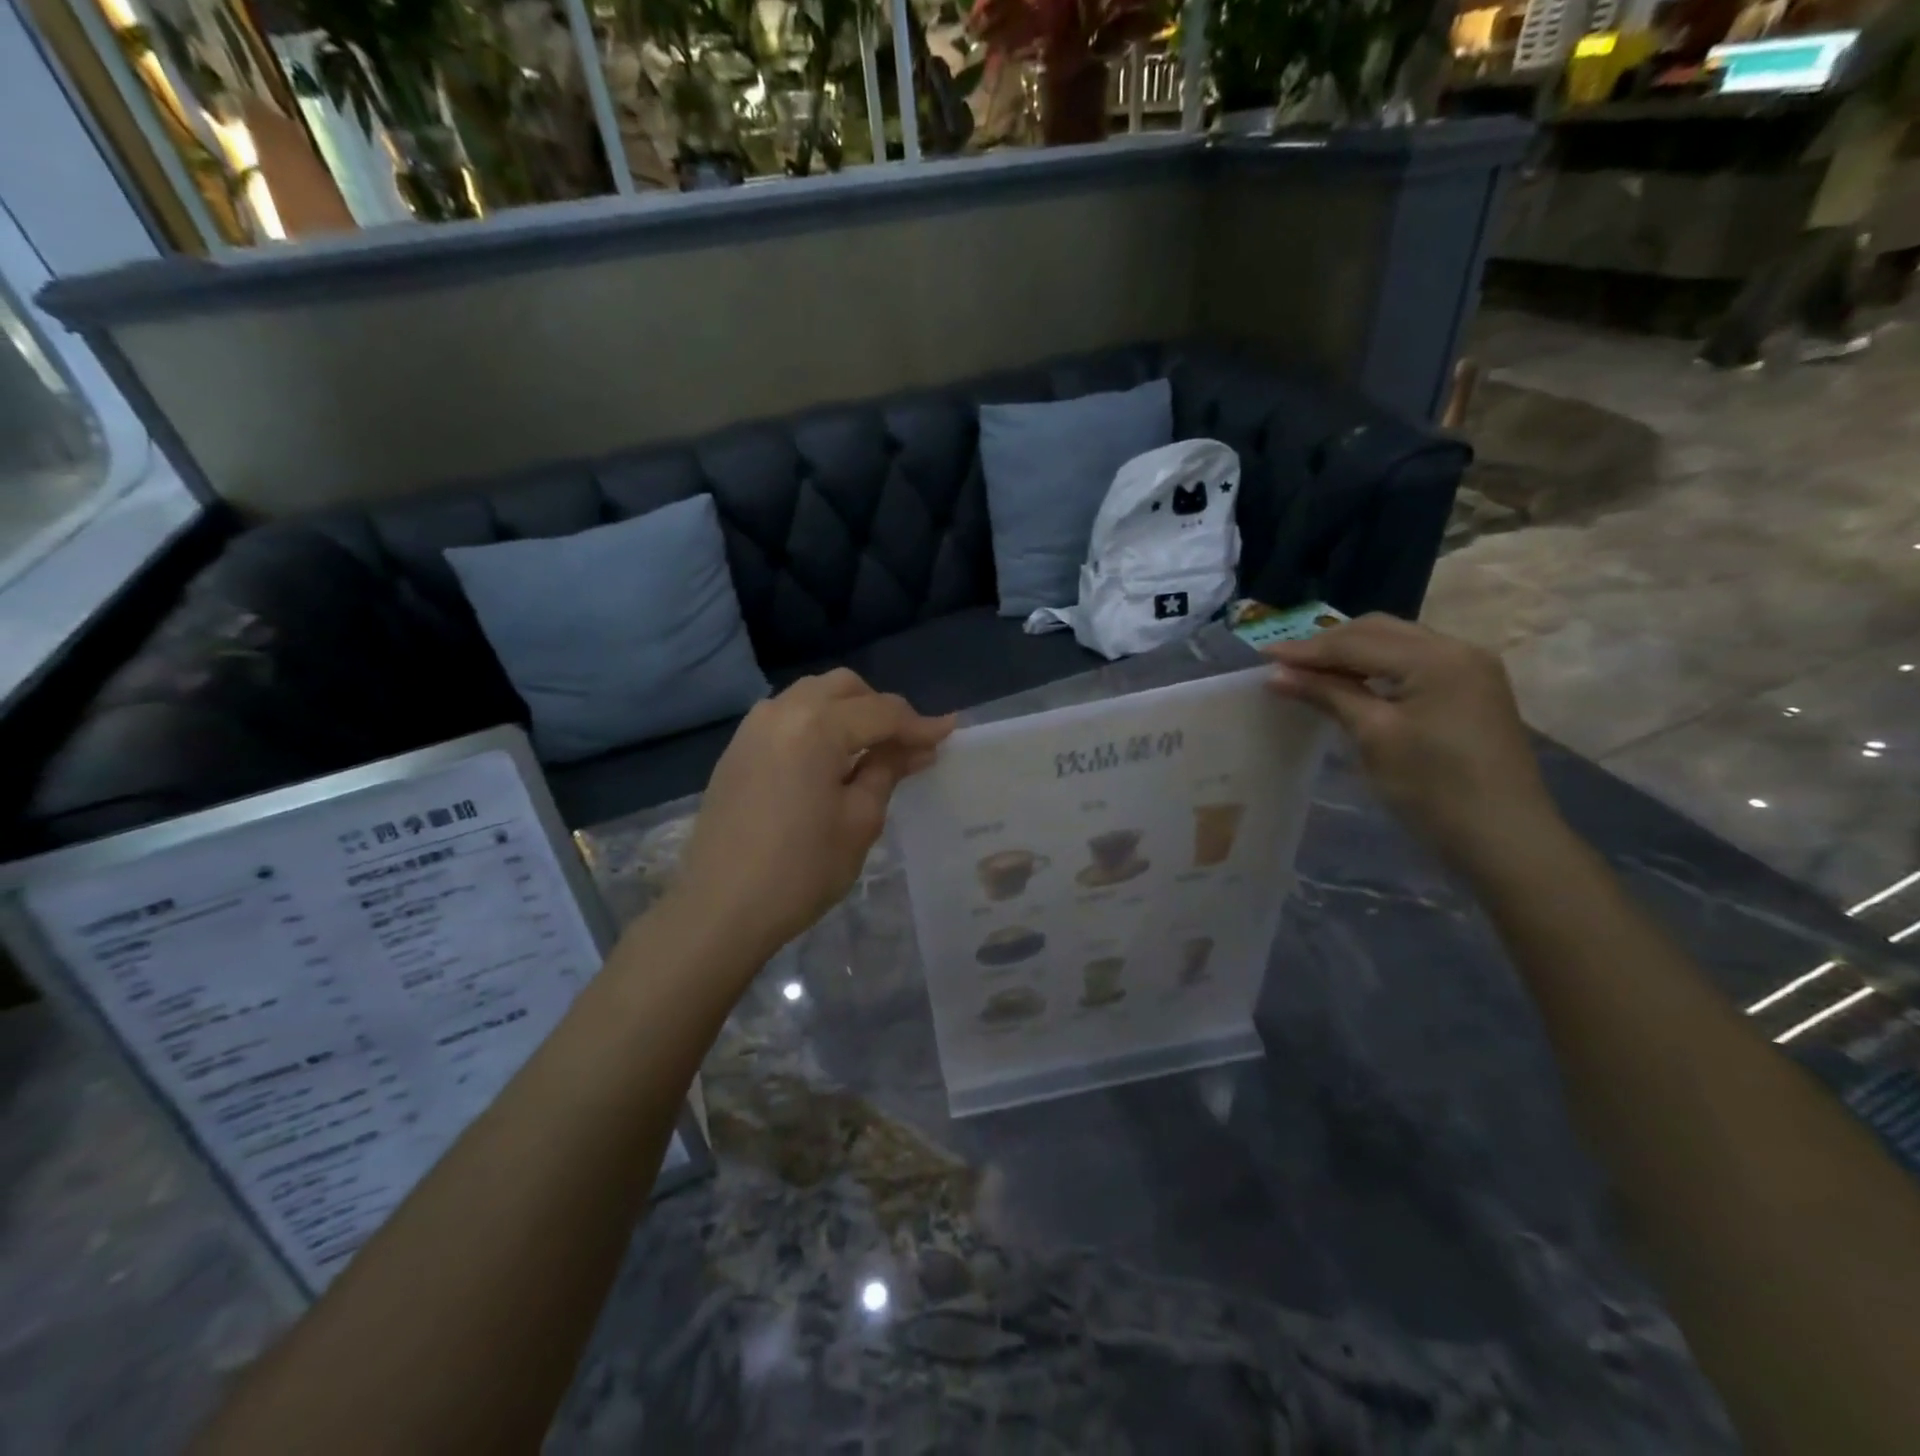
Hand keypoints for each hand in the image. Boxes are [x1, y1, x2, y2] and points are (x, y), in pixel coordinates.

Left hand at [672, 670, 954, 965]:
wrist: (720, 909)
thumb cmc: (800, 869)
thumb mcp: (859, 820)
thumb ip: (887, 771)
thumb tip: (917, 748)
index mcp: (816, 726)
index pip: (881, 711)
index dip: (919, 724)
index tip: (949, 734)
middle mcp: (781, 711)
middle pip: (844, 688)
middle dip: (880, 708)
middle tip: (905, 745)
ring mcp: (752, 727)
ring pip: (812, 696)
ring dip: (847, 711)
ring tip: (869, 751)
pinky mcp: (737, 749)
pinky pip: (787, 716)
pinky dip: (816, 724)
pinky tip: (828, 761)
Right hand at [1264, 615, 1560, 865]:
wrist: (1504, 838)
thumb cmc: (1433, 788)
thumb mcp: (1374, 736)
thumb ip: (1328, 695)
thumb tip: (1277, 674)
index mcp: (1437, 657)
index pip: (1357, 642)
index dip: (1306, 650)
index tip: (1262, 655)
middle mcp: (1458, 649)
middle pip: (1380, 632)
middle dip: (1329, 644)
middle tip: (1285, 663)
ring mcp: (1471, 669)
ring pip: (1398, 643)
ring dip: (1353, 653)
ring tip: (1311, 671)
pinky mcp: (1473, 690)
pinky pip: (1414, 662)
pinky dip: (1378, 667)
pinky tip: (1353, 683)